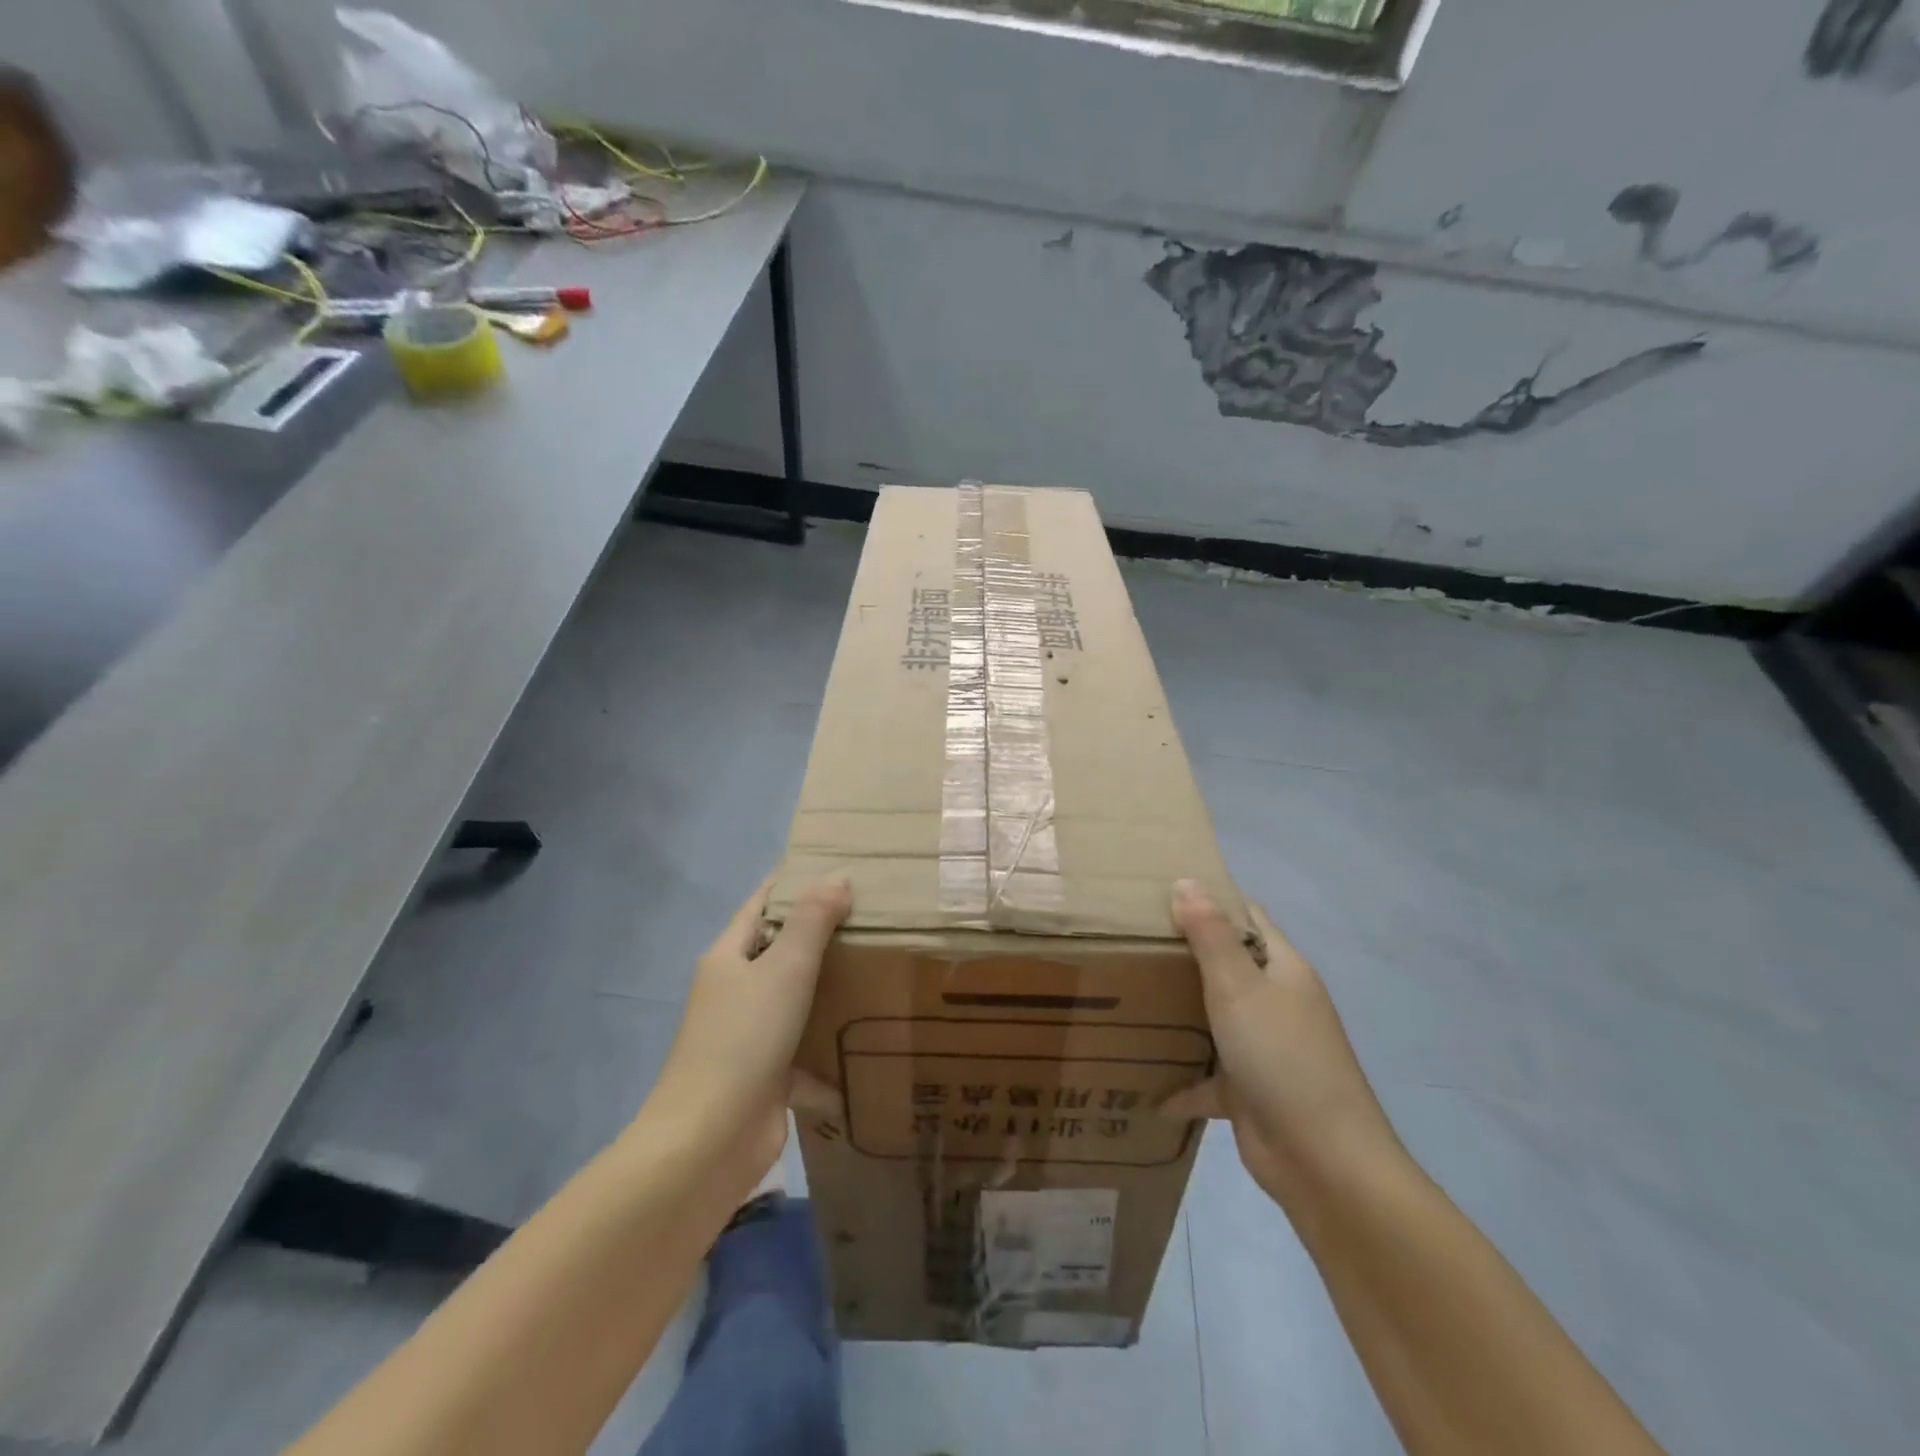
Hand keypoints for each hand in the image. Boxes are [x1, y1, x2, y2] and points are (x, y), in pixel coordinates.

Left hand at [648, 874, 850, 1193]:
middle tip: (875, 916)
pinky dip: (830, 1046)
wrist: (708, 1142)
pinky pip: (804, 1049)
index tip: (838, 867)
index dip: (794, 882)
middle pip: (780, 950)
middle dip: (822, 934)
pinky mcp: (766, 1075)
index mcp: (729, 957)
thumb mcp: (783, 969)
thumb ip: (811, 921)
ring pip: (795, 999)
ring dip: (830, 988)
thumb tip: (836, 877)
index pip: (761, 904)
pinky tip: (869, 1038)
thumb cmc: (743, 1040)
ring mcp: (749, 1035)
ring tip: (880, 966)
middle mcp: (735, 991)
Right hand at [1162, 880, 1403, 1213]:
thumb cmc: (1282, 1057)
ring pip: (1215, 1018)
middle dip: (1184, 953)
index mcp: (1284, 970)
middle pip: (1228, 965)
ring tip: (1126, 995)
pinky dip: (1182, 1080)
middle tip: (1130, 940)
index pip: (1249, 918)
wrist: (1323, 1161)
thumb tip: (1186, 881)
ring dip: (1179, 1012)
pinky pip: (1208, 1078)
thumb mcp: (1239, 987)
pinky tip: (1145, 1083)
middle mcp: (1276, 1003)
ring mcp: (1265, 1049)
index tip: (1161, 891)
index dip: (1213, 900)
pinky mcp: (1250, 1092)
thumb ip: (1210, 935)